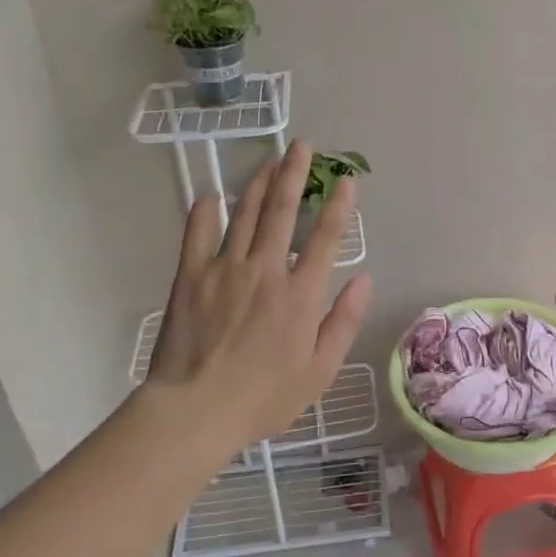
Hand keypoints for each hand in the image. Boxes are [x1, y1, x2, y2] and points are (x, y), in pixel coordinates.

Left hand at [145, 140, 371, 449]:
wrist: (196, 411)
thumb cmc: (264, 397)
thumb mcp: (319, 370)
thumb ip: (344, 321)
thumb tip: (364, 278)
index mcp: (301, 293)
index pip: (325, 237)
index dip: (339, 205)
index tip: (346, 179)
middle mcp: (266, 269)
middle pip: (283, 211)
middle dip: (295, 174)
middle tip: (302, 145)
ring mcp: (225, 268)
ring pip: (246, 214)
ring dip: (259, 183)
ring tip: (269, 159)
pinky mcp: (191, 276)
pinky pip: (198, 234)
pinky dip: (205, 211)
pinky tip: (212, 194)